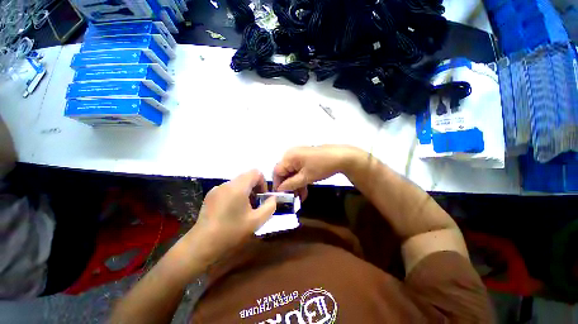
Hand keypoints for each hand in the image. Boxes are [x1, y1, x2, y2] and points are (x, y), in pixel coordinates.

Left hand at [190, 170, 275, 262]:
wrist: (201, 245)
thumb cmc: (231, 232)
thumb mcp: (257, 221)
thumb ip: (270, 206)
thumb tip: (272, 198)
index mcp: (238, 187)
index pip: (256, 172)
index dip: (263, 183)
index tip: (262, 198)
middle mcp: (226, 184)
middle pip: (246, 177)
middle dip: (254, 188)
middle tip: (254, 205)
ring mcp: (216, 189)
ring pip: (237, 183)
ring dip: (245, 192)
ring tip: (243, 210)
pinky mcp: (210, 195)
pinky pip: (228, 189)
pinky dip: (235, 195)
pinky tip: (231, 211)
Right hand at [273, 145, 360, 198]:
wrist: (341, 157)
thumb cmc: (321, 166)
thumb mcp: (305, 177)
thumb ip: (291, 184)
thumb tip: (279, 189)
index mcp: (289, 156)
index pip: (277, 172)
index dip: (278, 184)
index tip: (281, 196)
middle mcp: (291, 154)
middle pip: (285, 172)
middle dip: (288, 186)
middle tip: (292, 198)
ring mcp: (299, 155)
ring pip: (292, 172)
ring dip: (295, 184)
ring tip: (300, 197)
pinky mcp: (306, 158)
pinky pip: (299, 169)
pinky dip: (301, 179)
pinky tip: (304, 190)